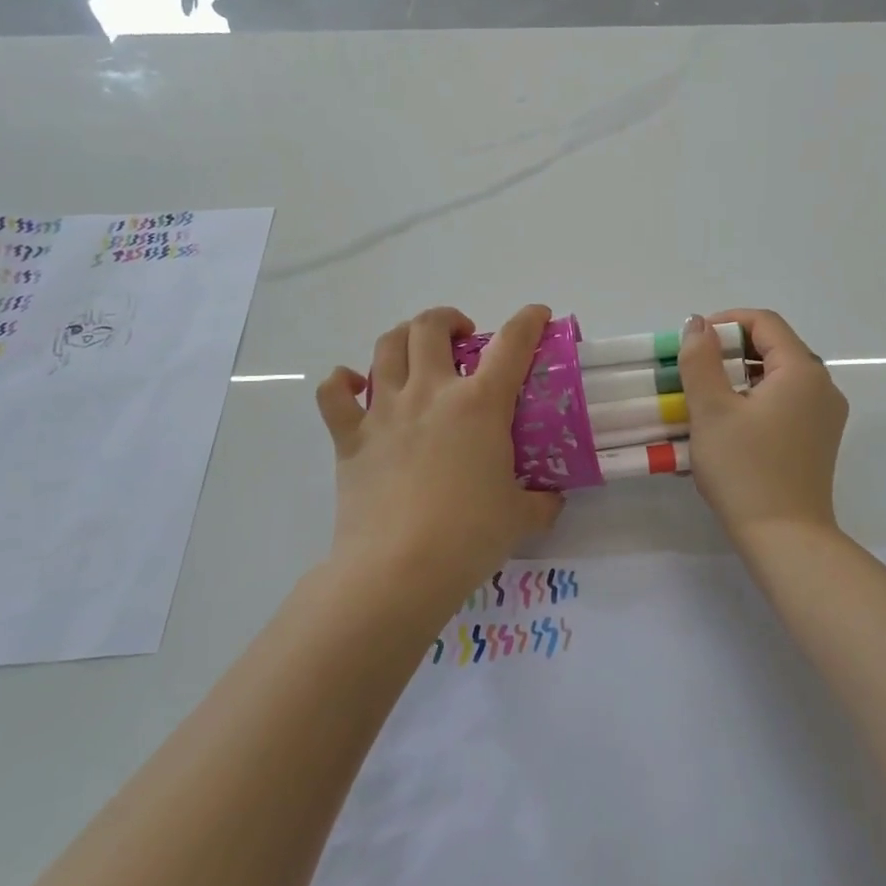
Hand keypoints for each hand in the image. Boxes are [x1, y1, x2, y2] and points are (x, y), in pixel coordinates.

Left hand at [316, 305, 562, 586]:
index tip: (537, 315)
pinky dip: (342, 382)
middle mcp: (430, 392)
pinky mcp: (350, 437)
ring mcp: (385, 411)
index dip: (528, 321)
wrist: (399, 569)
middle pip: (431, 327)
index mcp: (480, 403)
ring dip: (403, 336)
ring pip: (386, 346)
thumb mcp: (521, 517)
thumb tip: (552, 498)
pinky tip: (354, 386)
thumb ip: (542, 500)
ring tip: (416, 351)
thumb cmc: (468, 537)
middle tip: (461, 338)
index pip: (512, 344)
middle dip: (448, 319)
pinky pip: (334, 393)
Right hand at [678, 309, 847, 539]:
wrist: (785, 539)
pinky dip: (755, 400)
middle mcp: (823, 386)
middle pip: (774, 347)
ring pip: (778, 377)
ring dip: (740, 376)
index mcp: (803, 371)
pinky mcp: (818, 440)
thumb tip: (698, 324)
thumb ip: (700, 360)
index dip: (726, 322)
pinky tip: (728, 424)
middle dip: (730, 350)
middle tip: (694, 370)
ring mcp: (825, 416)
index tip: (693, 343)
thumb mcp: (711, 410)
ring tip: (705, 398)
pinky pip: (785, 402)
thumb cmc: (744, 469)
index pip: (765, 322)